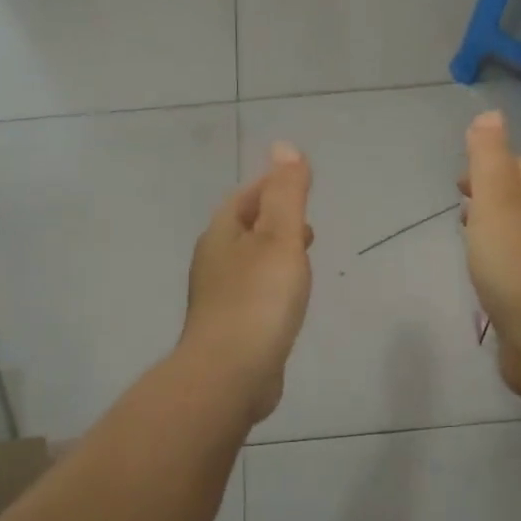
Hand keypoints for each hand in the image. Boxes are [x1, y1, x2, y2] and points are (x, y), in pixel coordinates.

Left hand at [182, 142, 314, 424]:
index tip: (299, 183)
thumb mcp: (280, 237)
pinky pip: (253, 292)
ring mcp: (218, 297)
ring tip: (303, 255)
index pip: (246, 197)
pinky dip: (272, 282)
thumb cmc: (258, 299)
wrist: (230, 375)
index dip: (271, 185)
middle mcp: (214, 261)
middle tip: (306, 221)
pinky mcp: (230, 327)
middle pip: (244, 228)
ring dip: (274, 251)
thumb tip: (284, 146)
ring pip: (249, 261)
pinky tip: (289, 298)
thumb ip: (286, 193)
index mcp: (222, 234)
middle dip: (273, 219)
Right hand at [461, 111, 520, 395]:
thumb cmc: (517, 266)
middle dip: (492, 195)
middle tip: (460, 203)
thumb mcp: (496, 201)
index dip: (488, 165)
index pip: (518, 167)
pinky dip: (501, 258)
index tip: (459, 180)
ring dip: (496, 226)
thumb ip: (490, 157)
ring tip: (469, 235)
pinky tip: (488, 275)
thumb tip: (491, 114)